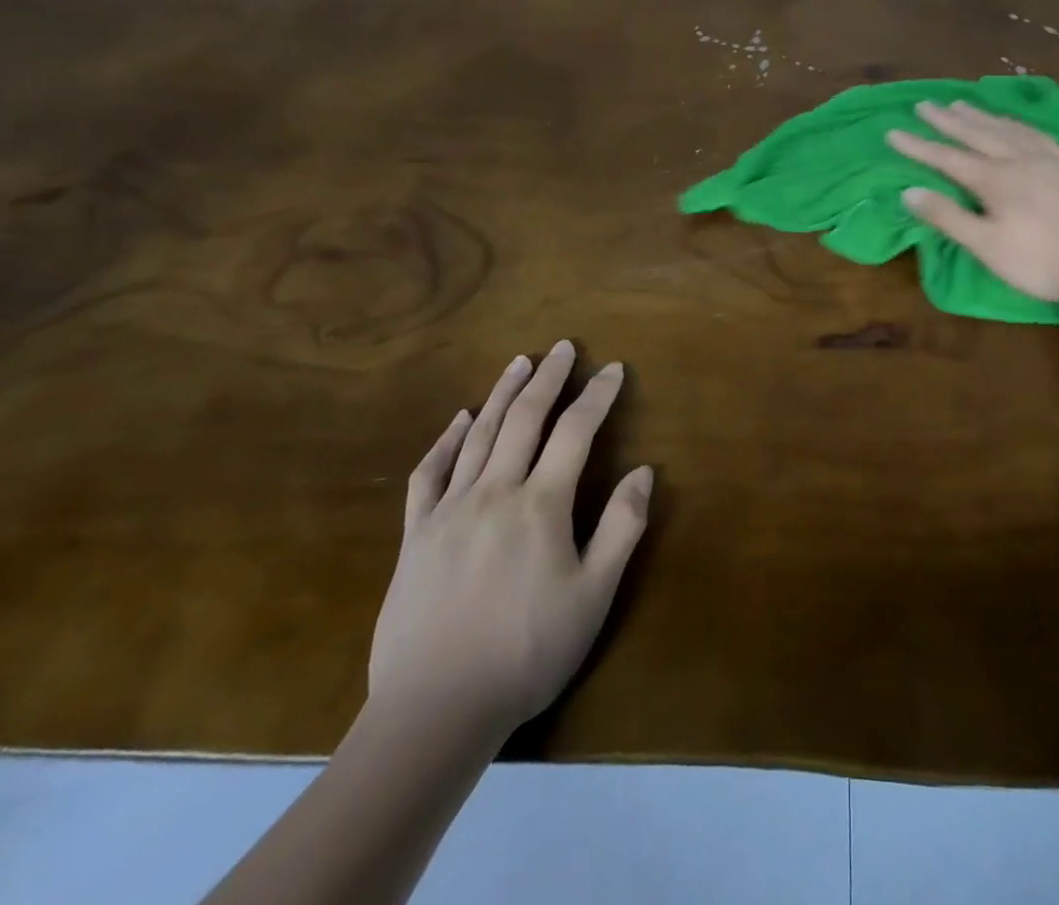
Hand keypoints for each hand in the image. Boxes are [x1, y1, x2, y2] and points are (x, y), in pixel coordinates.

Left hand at [368, 340, 652, 740]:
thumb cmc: (526, 653)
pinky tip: (459, 420)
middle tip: (562, 347)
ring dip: (501, 393)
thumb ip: (621, 529)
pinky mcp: (415, 535)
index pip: (575, 433)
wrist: (434, 710)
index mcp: (541, 505)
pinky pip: (429, 474)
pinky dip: (446, 440)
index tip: (612, 368)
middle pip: (525, 419)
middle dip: (548, 378)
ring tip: (519, 362)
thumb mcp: (593, 596)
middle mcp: (495, 492)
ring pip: (479, 435)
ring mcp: (450, 510)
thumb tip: (643, 472)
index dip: (597, 396)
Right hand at [887, 100, 1058, 307]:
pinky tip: (1015, 123)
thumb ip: (948, 217)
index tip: (892, 131)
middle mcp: (1018, 159)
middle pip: (976, 133)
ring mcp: (1050, 158)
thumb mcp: (987, 246)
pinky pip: (1037, 133)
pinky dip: (1017, 123)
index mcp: (994, 180)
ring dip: (980, 115)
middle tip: (924, 104)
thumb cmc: (1042, 261)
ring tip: (961, 104)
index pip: (946, 157)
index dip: (917, 145)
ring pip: (1007, 128)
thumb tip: (909, 192)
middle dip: (946, 120)